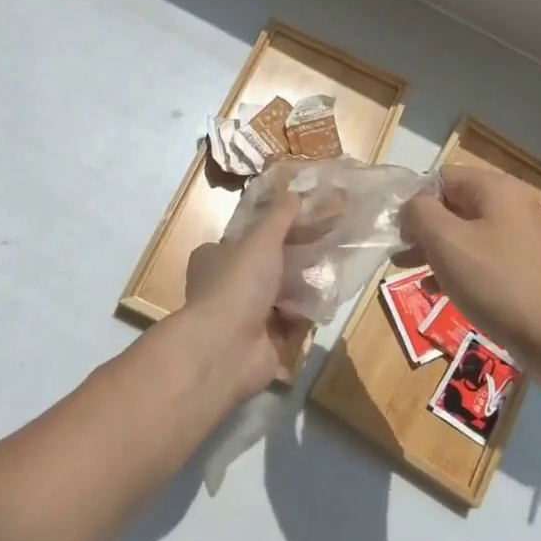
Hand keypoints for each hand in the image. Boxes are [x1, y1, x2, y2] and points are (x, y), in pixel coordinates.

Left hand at [178, 191, 311, 403]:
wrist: (227, 348)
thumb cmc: (237, 284)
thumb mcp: (261, 240)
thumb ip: (280, 216)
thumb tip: (295, 191)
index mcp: (213, 259)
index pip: (243, 239)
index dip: (269, 232)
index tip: (300, 224)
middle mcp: (224, 287)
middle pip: (265, 268)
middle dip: (292, 262)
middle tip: (322, 248)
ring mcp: (242, 318)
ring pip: (279, 297)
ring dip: (301, 290)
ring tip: (327, 274)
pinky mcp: (261, 344)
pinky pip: (289, 325)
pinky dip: (304, 317)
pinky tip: (323, 304)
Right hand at [400, 166, 540, 389]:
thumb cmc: (497, 282)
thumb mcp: (446, 242)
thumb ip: (420, 213)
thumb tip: (412, 207)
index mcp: (496, 189)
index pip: (443, 177)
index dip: (415, 199)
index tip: (397, 231)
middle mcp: (513, 206)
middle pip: (454, 205)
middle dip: (423, 228)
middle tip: (398, 254)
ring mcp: (523, 238)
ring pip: (467, 234)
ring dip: (436, 250)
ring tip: (408, 272)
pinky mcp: (526, 268)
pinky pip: (483, 257)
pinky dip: (459, 268)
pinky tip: (438, 290)